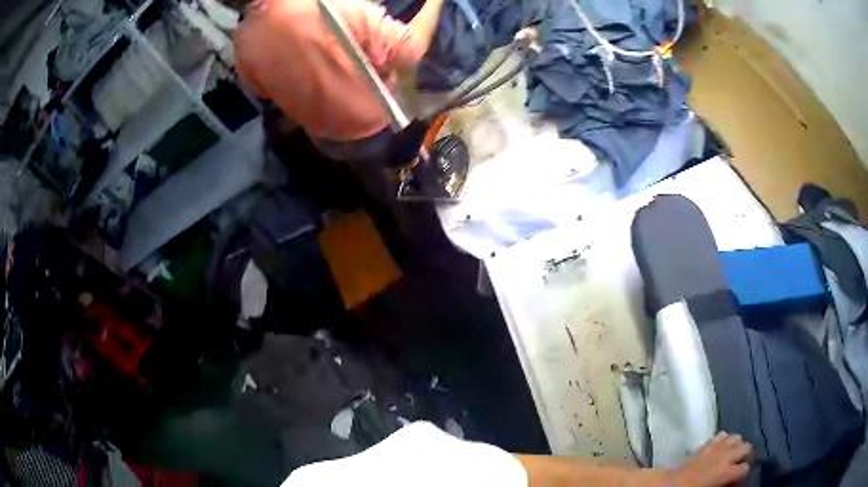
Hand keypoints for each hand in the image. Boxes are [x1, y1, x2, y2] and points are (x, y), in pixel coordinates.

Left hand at [672, 432, 752, 486]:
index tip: (738, 479)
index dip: (743, 474)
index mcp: (727, 472)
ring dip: (736, 444)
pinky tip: (721, 447)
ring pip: (737, 437)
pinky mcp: (707, 443)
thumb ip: (727, 483)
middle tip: (739, 463)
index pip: (745, 468)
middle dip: (745, 455)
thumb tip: (734, 482)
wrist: (673, 485)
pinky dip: (724, 439)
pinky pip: (722, 434)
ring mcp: (717, 447)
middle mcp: (726, 456)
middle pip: (746, 447)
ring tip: (732, 454)